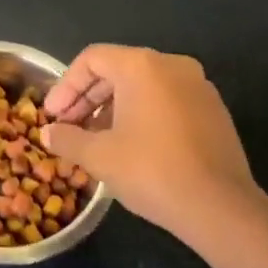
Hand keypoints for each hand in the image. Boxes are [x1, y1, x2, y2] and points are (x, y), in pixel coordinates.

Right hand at [41, 45, 267, 249]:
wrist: (221, 208)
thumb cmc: (152, 171)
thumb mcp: (99, 156)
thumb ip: (67, 139)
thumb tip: (47, 133)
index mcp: (142, 66)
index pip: (92, 59)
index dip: (66, 86)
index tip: (53, 116)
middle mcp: (172, 65)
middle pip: (117, 69)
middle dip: (87, 98)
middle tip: (68, 127)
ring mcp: (198, 86)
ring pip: (143, 86)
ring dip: (113, 108)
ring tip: (95, 139)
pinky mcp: (214, 111)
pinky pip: (167, 101)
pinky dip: (142, 115)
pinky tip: (130, 146)